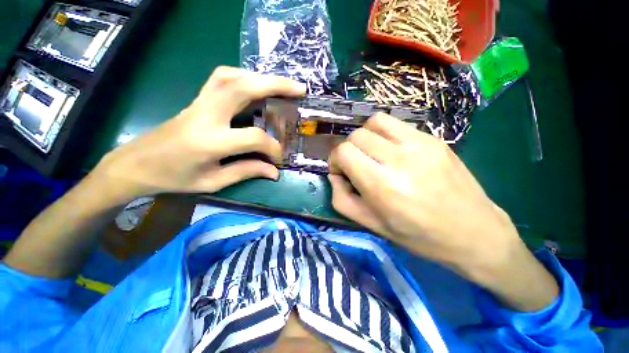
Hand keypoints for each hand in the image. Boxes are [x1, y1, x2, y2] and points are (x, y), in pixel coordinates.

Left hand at [93, 67, 305, 203]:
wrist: (136, 163)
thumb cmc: (174, 178)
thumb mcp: (213, 182)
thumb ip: (246, 172)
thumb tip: (274, 171)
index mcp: (209, 142)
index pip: (253, 137)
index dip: (272, 147)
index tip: (279, 157)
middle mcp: (205, 115)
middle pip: (242, 88)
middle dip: (275, 85)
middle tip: (299, 89)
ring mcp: (199, 102)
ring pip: (231, 76)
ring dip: (259, 77)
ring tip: (280, 86)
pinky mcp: (197, 99)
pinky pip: (222, 78)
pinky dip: (244, 77)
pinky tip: (255, 87)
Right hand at [328, 113, 558, 310]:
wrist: (474, 233)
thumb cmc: (418, 236)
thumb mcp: (371, 225)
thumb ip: (342, 199)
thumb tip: (334, 175)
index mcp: (382, 185)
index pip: (344, 152)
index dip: (335, 159)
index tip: (341, 171)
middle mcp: (399, 159)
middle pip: (356, 135)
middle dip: (348, 149)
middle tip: (356, 164)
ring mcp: (420, 144)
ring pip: (375, 122)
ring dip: (365, 136)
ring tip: (371, 152)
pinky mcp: (434, 138)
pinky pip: (396, 124)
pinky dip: (383, 133)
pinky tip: (390, 149)